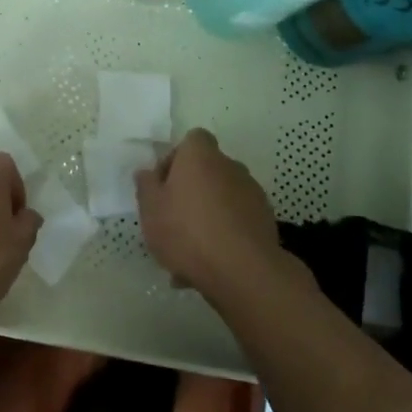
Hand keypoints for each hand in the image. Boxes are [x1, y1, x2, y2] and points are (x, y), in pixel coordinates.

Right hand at [135, 128, 288, 303]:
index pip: (193, 140)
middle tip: (173, 222)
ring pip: (221, 200)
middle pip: (207, 171)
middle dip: (191, 192)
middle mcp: (229, 166)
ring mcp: (252, 193)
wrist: (243, 271)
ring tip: (189, 254)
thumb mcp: (151, 210)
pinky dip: (225, 236)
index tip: (164, 186)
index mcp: (200, 155)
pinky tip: (211, 265)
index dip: (177, 159)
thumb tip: (146, 172)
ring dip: (208, 216)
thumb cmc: (187, 232)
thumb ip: (146, 186)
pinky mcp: (265, 220)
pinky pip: (237, 222)